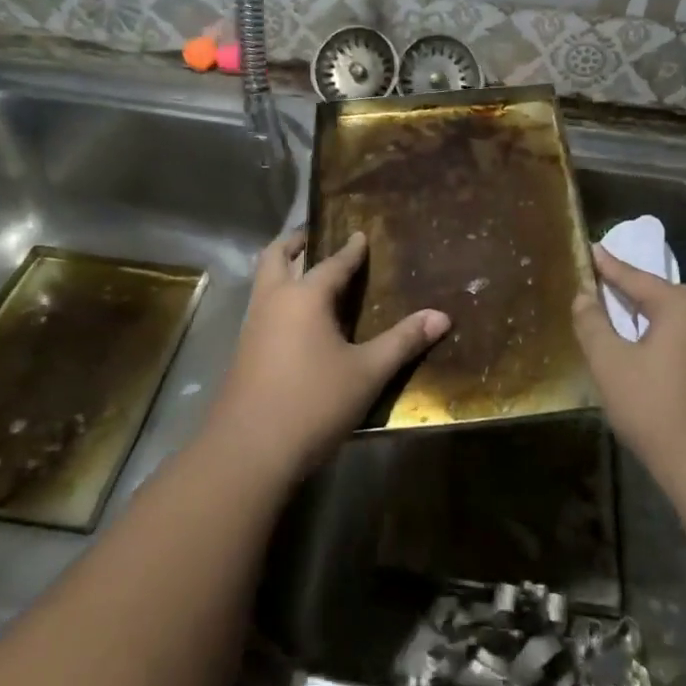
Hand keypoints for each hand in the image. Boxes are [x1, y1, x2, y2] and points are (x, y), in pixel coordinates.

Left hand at [206, 230, 449, 485]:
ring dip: (281, 268)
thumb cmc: (313, 403)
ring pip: (263, 282)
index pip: (332, 263)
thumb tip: (442, 316)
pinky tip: (293, 319)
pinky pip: (260, 307)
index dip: (350, 249)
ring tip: (304, 270)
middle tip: (313, 236)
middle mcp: (273, 302)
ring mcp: (252, 326)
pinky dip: (276, 295)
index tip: (360, 235)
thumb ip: (403, 341)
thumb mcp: (367, 372)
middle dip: (295, 242)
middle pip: (276, 257)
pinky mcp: (243, 352)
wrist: (248, 451)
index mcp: (304, 297)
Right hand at [571, 245, 685, 520]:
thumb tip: (584, 295)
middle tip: (617, 305)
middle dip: (643, 302)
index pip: (638, 278)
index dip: (610, 267)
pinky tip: (683, 385)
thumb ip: (593, 325)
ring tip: (649, 351)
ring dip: (672, 333)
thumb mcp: (611, 368)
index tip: (594, 249)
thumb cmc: (659, 414)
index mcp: (684, 307)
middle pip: (672, 301)